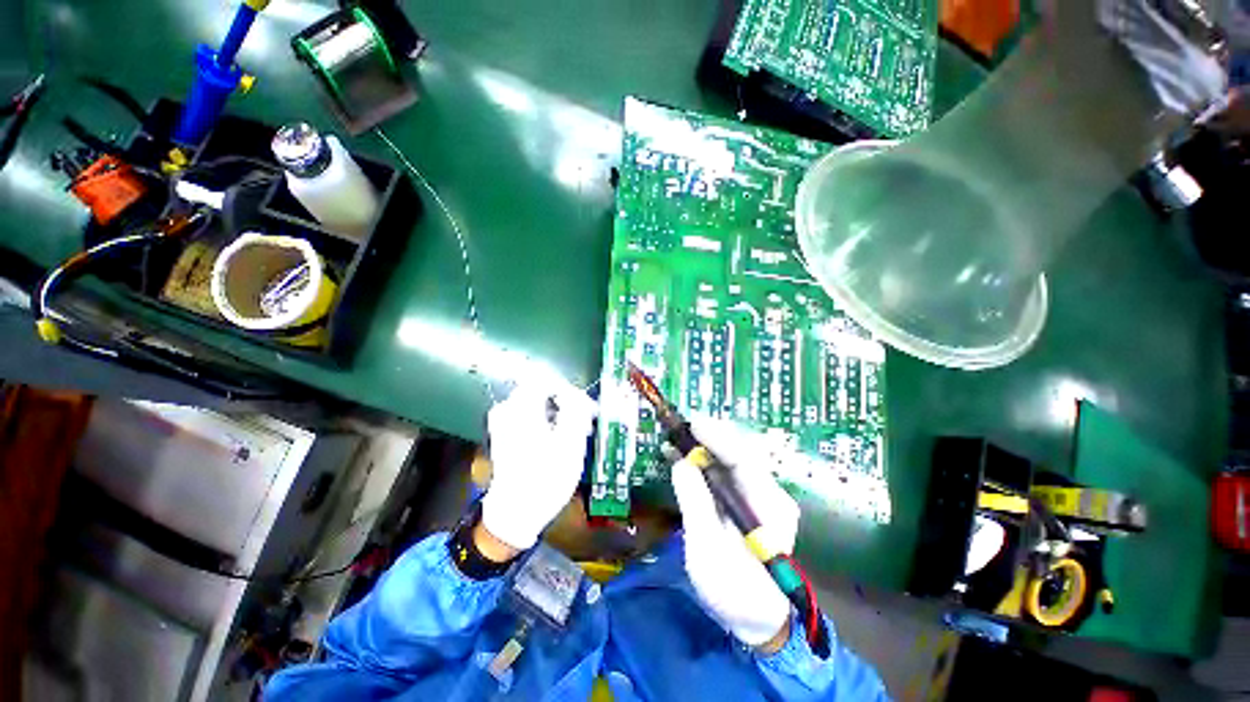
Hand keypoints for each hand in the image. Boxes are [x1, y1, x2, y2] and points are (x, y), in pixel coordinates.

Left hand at [480, 374, 596, 551]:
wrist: (515, 513)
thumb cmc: (545, 479)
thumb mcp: (570, 444)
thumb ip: (575, 411)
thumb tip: (576, 394)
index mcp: (523, 408)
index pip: (548, 380)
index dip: (571, 391)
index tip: (587, 408)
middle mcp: (508, 409)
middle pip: (542, 390)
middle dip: (566, 403)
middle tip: (584, 422)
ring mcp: (503, 422)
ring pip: (537, 403)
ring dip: (558, 413)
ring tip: (574, 432)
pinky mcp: (503, 434)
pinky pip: (529, 415)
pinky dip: (546, 421)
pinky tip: (557, 438)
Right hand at [671, 417, 800, 649]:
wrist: (758, 618)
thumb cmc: (733, 591)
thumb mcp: (707, 550)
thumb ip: (695, 503)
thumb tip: (681, 462)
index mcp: (769, 508)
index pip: (744, 460)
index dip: (717, 438)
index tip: (691, 424)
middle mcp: (772, 494)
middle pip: (740, 454)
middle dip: (709, 438)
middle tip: (679, 430)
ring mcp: (765, 496)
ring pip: (734, 460)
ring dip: (707, 447)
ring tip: (679, 441)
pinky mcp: (753, 501)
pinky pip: (730, 472)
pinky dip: (708, 462)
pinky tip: (689, 460)